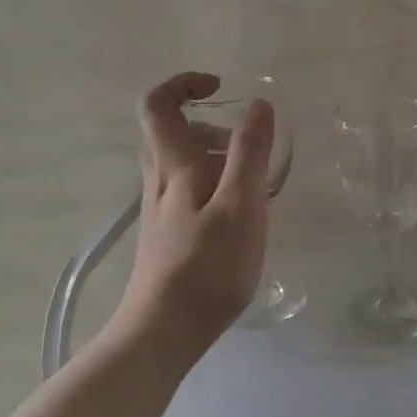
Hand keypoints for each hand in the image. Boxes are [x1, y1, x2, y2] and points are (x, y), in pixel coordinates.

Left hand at [122, 71, 273, 353]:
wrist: (163, 332)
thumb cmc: (207, 267)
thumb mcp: (241, 206)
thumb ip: (250, 153)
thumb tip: (258, 104)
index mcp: (174, 166)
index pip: (158, 105)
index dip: (184, 84)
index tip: (221, 88)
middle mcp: (159, 181)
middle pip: (168, 132)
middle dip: (207, 123)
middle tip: (245, 143)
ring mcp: (159, 210)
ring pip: (178, 162)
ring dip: (213, 155)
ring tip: (252, 182)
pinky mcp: (166, 235)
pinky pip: (185, 190)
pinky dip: (212, 185)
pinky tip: (239, 216)